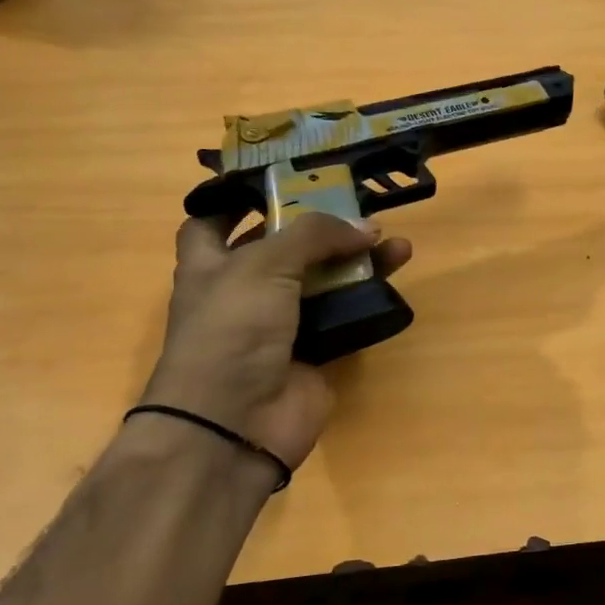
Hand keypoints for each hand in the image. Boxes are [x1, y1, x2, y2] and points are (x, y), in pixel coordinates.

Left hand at [138, 212, 412, 466]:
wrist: (235, 424)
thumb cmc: (231, 330)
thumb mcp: (263, 265)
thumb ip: (314, 235)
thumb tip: (367, 227)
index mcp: (210, 266)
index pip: (211, 222)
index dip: (236, 200)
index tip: (277, 181)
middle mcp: (244, 292)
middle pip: (284, 248)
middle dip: (319, 227)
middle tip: (358, 206)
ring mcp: (280, 324)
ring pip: (323, 280)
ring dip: (356, 259)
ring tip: (393, 241)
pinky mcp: (314, 350)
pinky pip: (345, 315)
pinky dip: (368, 297)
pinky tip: (394, 277)